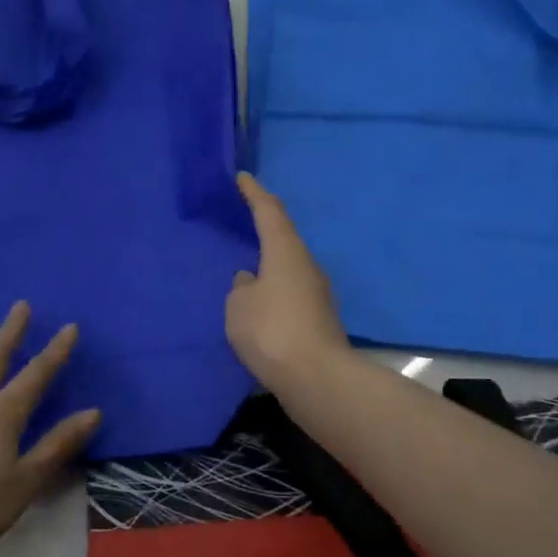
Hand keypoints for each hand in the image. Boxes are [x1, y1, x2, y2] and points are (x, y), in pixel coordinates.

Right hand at [226, 172, 350, 392]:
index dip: (255, 194)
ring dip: (269, 268)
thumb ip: (241, 287)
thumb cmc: (272, 331)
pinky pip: (289, 295)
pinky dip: (274, 294)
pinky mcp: (318, 320)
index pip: (270, 212)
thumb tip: (251, 281)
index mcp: (286, 252)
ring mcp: (317, 294)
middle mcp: (307, 266)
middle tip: (242, 225)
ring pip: (287, 270)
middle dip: (263, 231)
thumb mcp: (239, 306)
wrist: (316, 378)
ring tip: (245, 273)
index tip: (243, 178)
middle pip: (283, 240)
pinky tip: (259, 308)